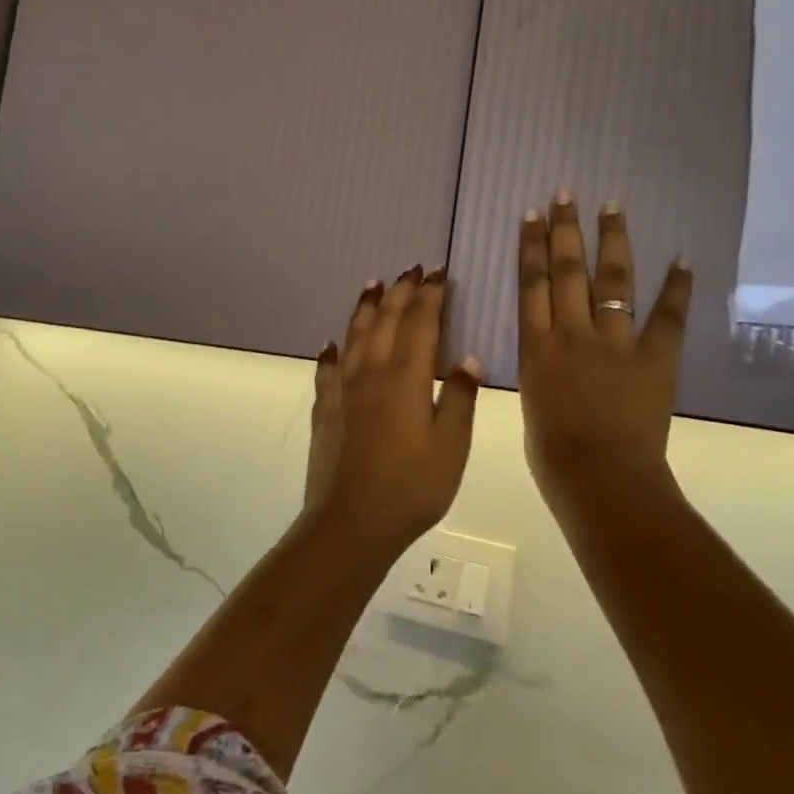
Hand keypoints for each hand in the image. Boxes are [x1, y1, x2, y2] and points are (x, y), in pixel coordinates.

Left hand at [303, 266, 480, 547]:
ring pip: (354, 336)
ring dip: (365, 308)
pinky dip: (332, 351)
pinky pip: (327, 370)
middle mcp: (372, 374)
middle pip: (385, 321)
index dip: (429, 296)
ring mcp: (343, 391)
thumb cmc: (411, 488)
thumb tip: (468, 358)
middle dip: (400, 292)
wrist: (351, 523)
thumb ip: (460, 398)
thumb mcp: (452, 447)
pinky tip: (332, 343)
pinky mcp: (325, 411)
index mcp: (406, 379)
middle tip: (410, 269)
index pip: (420, 324)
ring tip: (372, 285)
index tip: (437, 273)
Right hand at [517, 193, 692, 525]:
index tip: (533, 214)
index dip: (532, 246)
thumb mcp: (532, 403)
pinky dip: (677, 288)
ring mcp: (615, 344)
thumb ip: (543, 369)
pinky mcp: (654, 359)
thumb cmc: (554, 456)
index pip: (531, 285)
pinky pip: (667, 317)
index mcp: (537, 349)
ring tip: (611, 207)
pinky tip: (682, 258)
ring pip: (612, 282)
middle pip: (566, 272)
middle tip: (567, 194)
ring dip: (612, 241)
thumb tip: (553, 352)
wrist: (600, 479)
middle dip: (565, 230)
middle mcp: (572, 335)